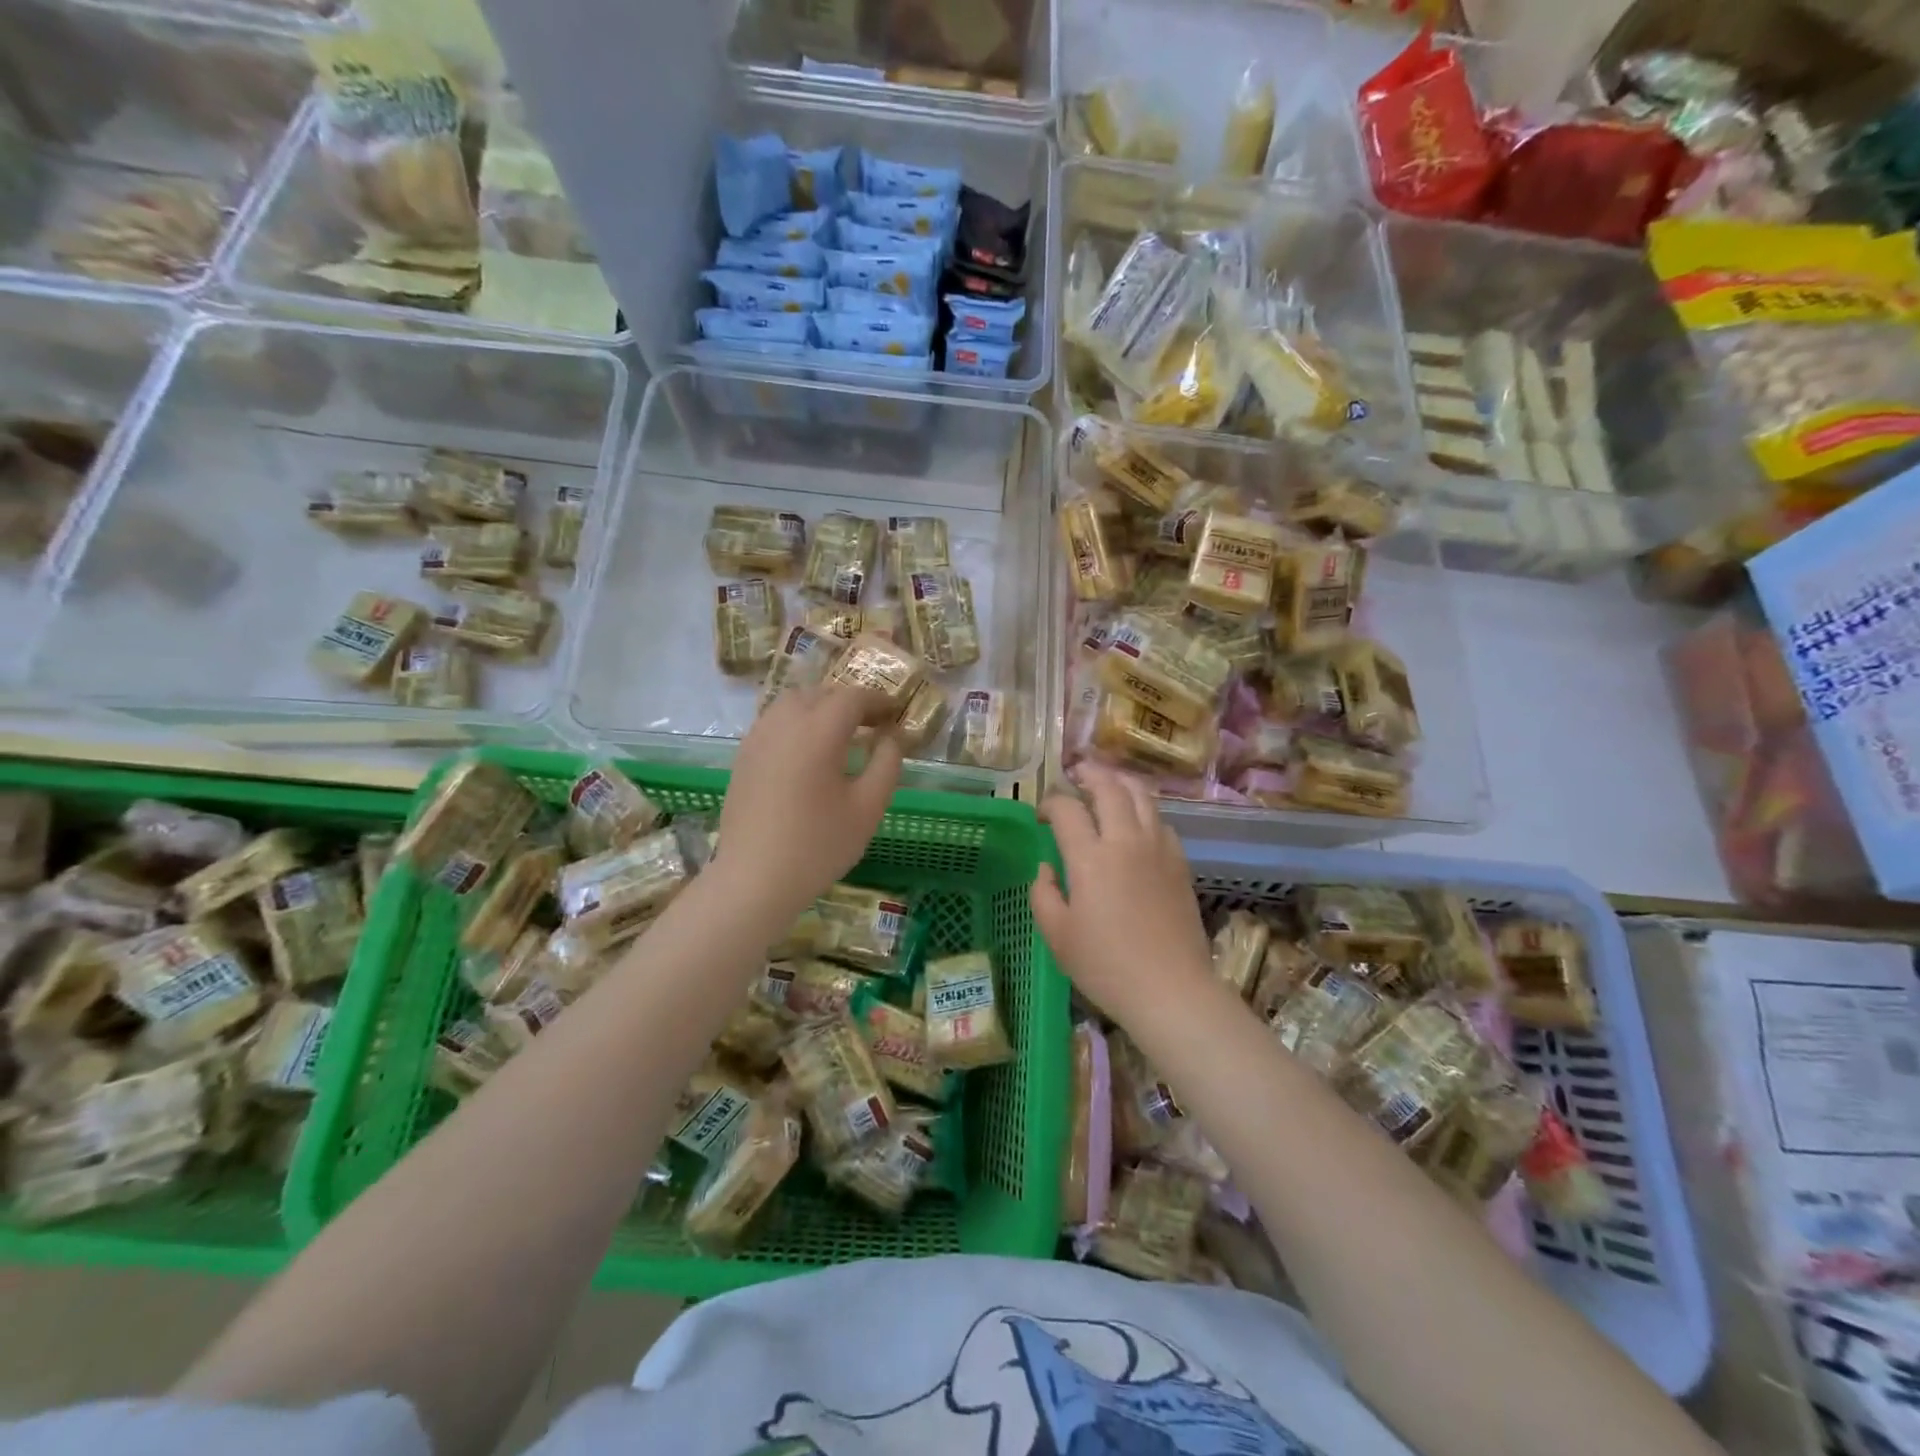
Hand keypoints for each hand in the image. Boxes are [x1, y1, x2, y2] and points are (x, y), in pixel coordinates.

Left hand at [715, 683, 902, 929]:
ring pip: (792, 703)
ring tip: (839, 735)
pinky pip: (774, 722)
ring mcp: (758, 738)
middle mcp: (784, 723)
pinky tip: (807, 753)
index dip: (878, 701)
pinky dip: (796, 723)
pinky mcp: (743, 756)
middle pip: (821, 693)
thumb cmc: (819, 845)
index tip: (896, 714)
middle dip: (849, 702)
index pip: (852, 697)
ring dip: (820, 708)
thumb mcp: (868, 807)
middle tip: (872, 725)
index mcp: (818, 731)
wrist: (754, 880)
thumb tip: (893, 735)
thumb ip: (887, 762)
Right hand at [1030, 763, 1212, 1027]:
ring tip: (1107, 782)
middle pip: (1109, 788)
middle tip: (1076, 773)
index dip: (1050, 803)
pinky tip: (1137, 821)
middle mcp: (1125, 841)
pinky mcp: (1180, 862)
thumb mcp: (1058, 935)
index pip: (1067, 810)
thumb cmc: (1106, 966)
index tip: (1041, 814)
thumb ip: (1043, 894)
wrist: (1171, 989)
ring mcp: (1158, 848)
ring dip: (1120, 782)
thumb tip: (1046, 868)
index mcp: (1090, 857)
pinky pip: (1161, 821)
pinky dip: (1144, 810)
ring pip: (1142, 796)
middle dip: (1089, 773)